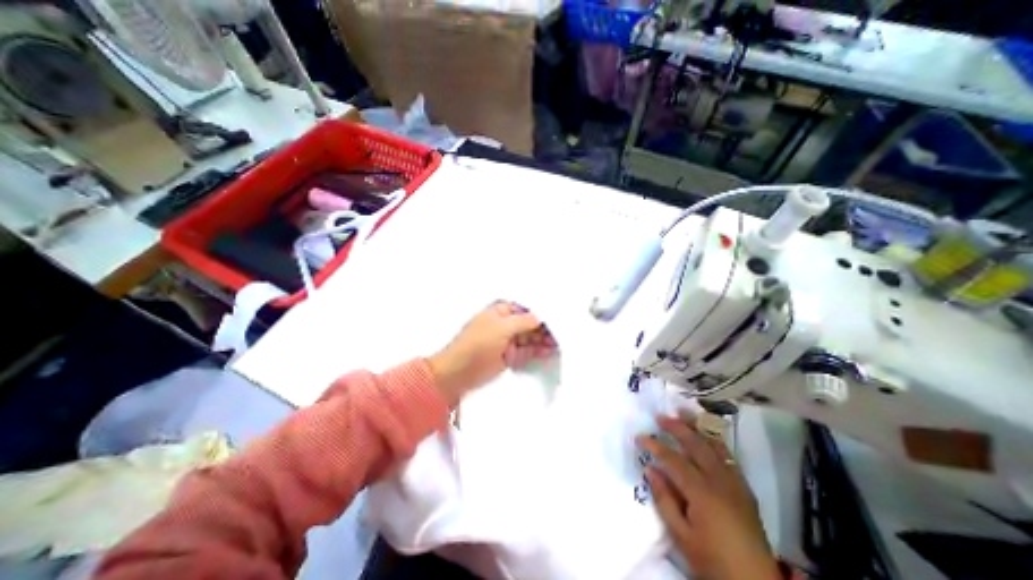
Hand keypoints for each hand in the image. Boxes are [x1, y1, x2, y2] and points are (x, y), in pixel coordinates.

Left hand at [429, 302, 557, 404]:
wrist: (459, 373)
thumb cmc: (478, 344)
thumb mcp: (502, 327)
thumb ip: (523, 321)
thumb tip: (541, 317)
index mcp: (499, 311)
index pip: (525, 308)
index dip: (540, 312)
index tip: (557, 316)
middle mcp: (505, 324)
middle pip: (529, 323)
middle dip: (544, 327)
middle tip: (561, 333)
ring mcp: (507, 340)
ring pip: (530, 337)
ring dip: (543, 340)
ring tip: (558, 343)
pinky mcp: (509, 356)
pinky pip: (527, 351)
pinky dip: (537, 351)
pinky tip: (548, 351)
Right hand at [639, 413, 783, 579]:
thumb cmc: (713, 560)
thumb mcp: (682, 536)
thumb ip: (664, 500)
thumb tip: (650, 469)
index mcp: (702, 492)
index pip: (673, 459)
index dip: (654, 446)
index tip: (639, 437)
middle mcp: (719, 480)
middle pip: (695, 444)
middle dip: (676, 427)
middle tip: (660, 416)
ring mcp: (735, 482)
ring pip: (714, 445)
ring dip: (698, 427)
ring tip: (684, 413)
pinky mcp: (744, 488)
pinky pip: (728, 456)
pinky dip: (714, 441)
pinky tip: (706, 435)